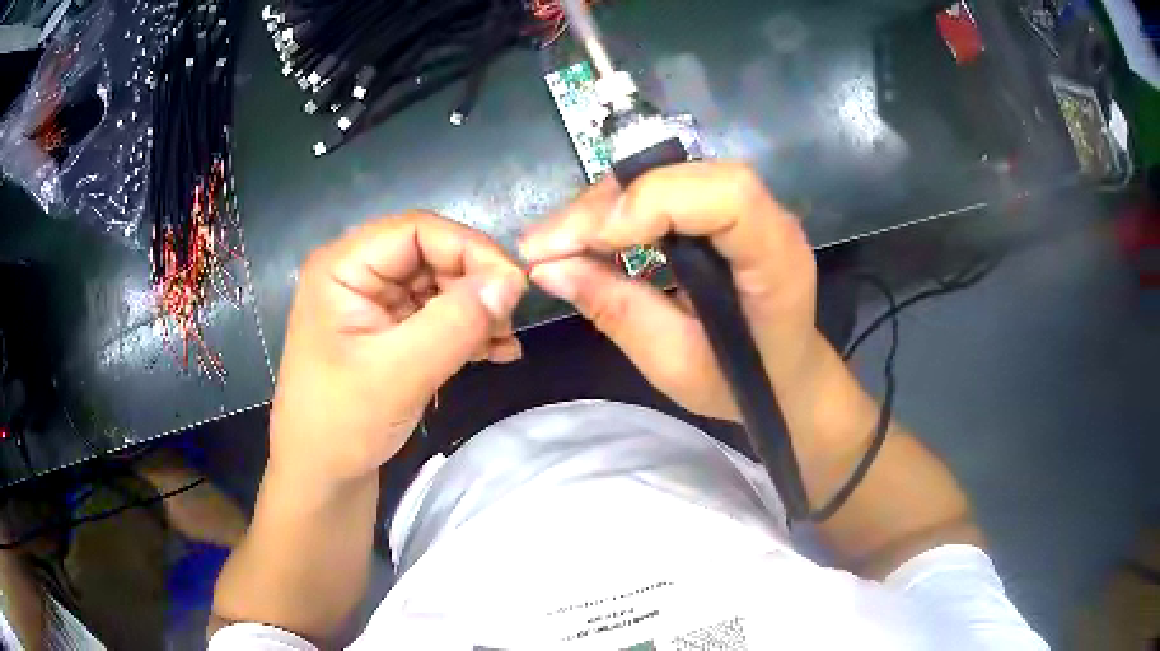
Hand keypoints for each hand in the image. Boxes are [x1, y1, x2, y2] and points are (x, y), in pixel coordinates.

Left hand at [270, 212, 526, 486]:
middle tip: (508, 322)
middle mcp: (358, 273)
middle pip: (431, 253)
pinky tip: (495, 352)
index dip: (469, 248)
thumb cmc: (341, 424)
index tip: (512, 286)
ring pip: (440, 284)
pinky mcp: (390, 330)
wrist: (322, 477)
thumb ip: (456, 323)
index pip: (416, 229)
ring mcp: (375, 303)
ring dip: (477, 309)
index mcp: (342, 267)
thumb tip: (513, 281)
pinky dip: (468, 329)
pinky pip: (437, 314)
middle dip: (475, 284)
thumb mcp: (398, 373)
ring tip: (504, 343)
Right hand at [520, 162, 818, 420]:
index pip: (726, 196)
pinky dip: (616, 210)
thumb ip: (618, 311)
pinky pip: (662, 191)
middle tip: (542, 247)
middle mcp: (769, 218)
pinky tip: (587, 238)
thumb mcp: (676, 363)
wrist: (787, 375)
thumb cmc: (744, 383)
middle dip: (604, 205)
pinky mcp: (720, 208)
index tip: (579, 244)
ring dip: (602, 205)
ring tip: (555, 245)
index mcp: (777, 260)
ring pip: (665, 176)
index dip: (649, 203)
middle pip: (682, 176)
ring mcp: (747, 206)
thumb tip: (548, 269)